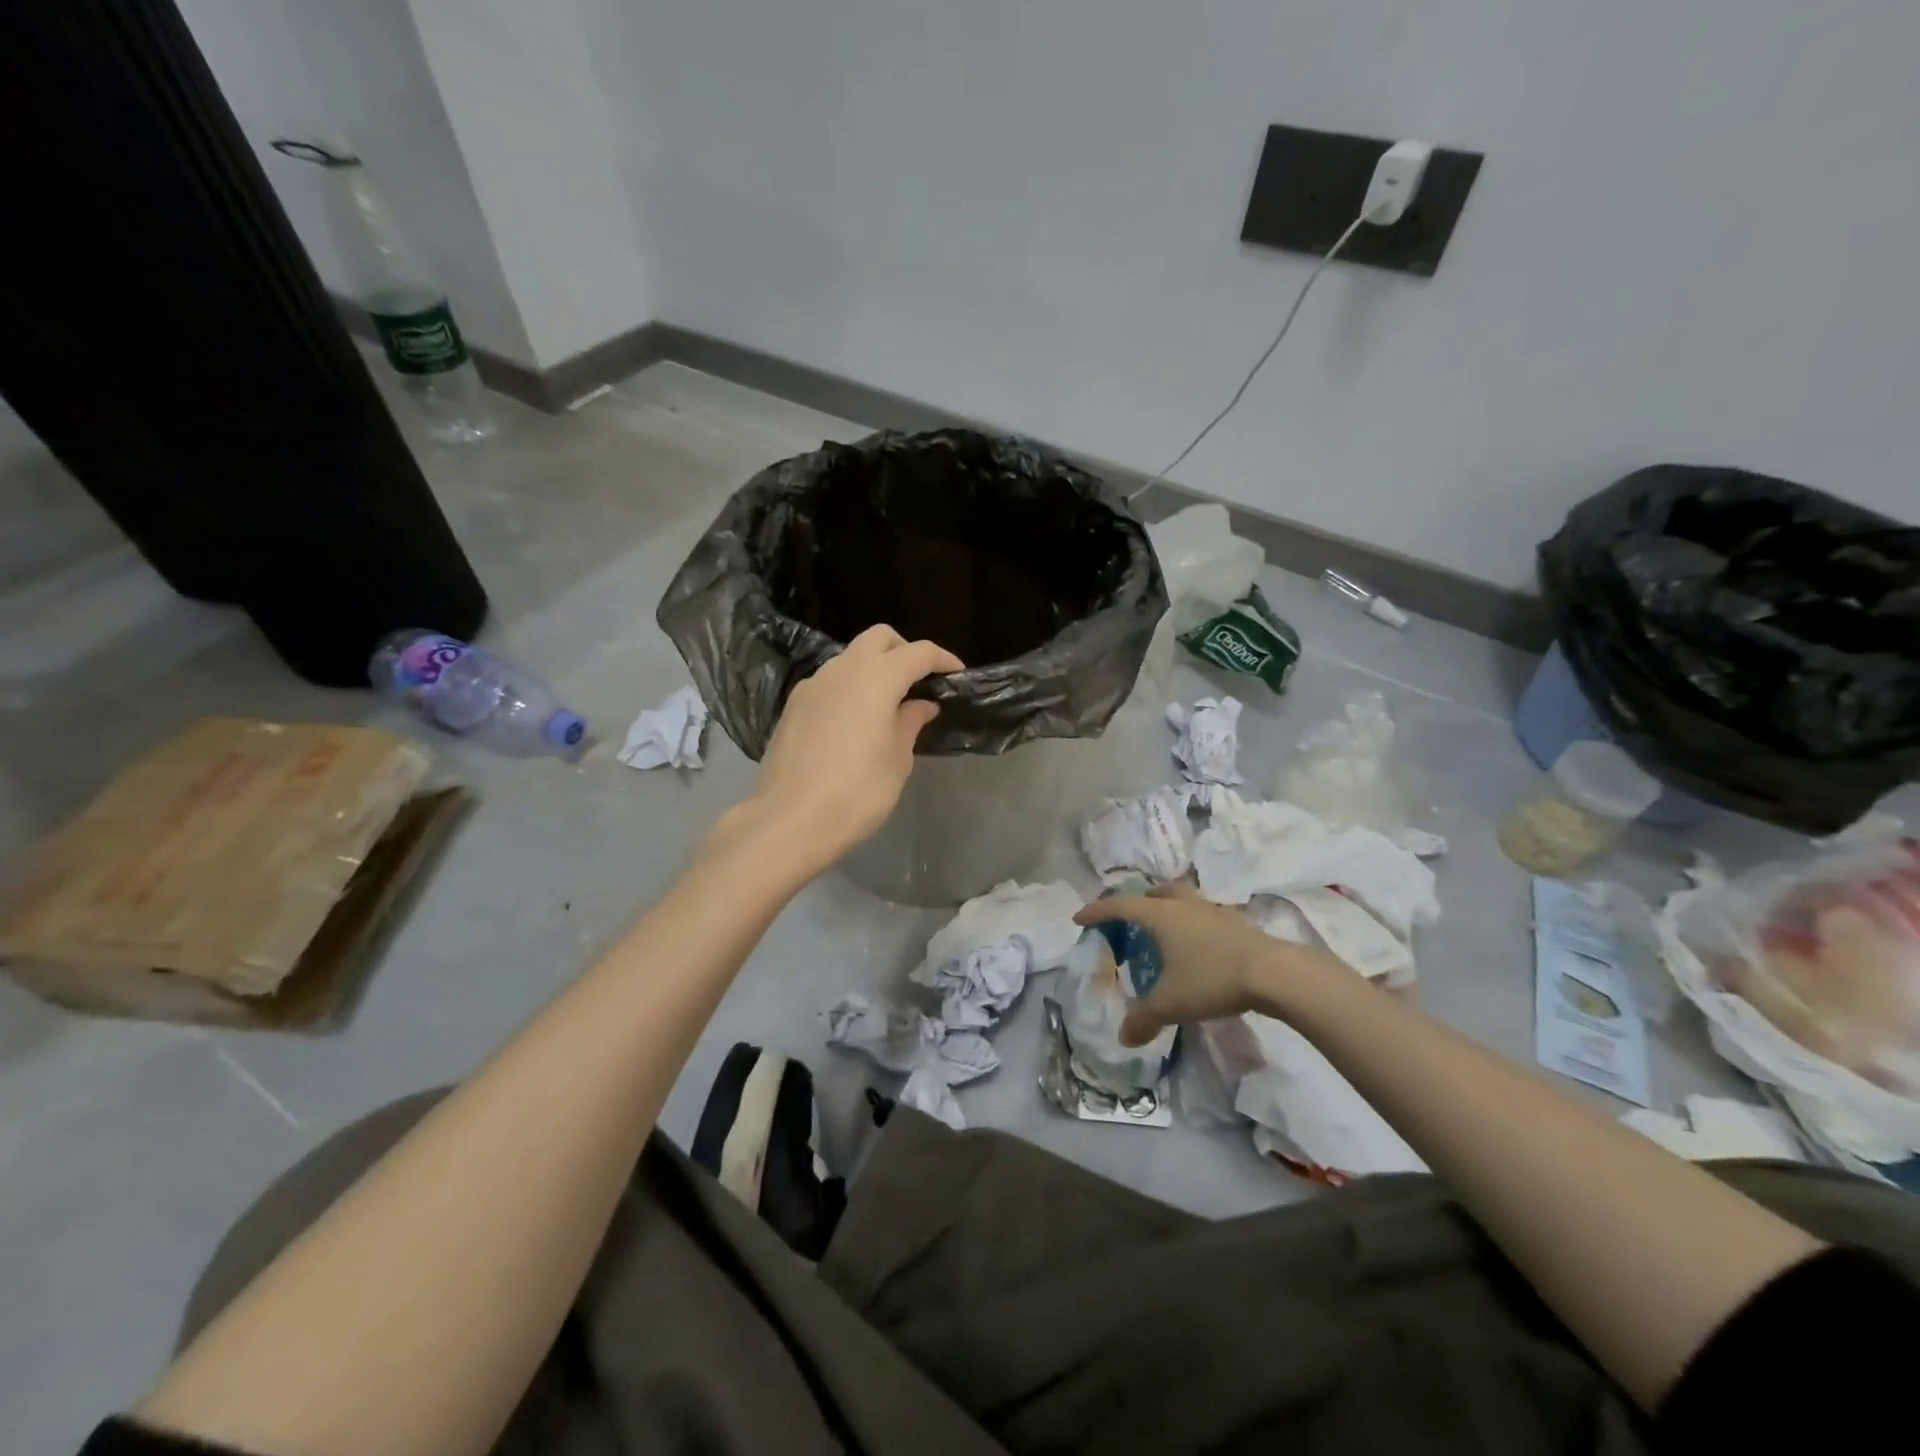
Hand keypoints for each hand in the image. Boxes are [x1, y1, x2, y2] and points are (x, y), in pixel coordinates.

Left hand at [728, 625, 963, 870]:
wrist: (790, 820)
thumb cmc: (857, 791)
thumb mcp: (897, 759)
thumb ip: (910, 722)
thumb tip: (920, 704)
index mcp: (876, 677)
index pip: (918, 652)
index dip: (942, 659)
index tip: (957, 674)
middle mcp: (842, 669)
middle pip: (879, 638)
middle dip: (905, 651)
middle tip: (920, 683)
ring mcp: (812, 684)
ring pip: (850, 657)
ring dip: (874, 669)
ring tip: (888, 706)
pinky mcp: (793, 705)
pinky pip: (829, 682)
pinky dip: (849, 688)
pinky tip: (855, 721)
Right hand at [1073, 883, 1349, 1045]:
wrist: (1274, 973)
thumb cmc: (1213, 979)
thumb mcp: (1173, 1003)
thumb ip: (1144, 1018)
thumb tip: (1123, 1037)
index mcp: (1160, 915)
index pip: (1119, 906)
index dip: (1097, 911)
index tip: (1080, 918)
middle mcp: (1183, 906)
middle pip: (1154, 892)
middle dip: (1136, 902)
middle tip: (1128, 919)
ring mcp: (1211, 910)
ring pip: (1181, 899)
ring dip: (1166, 908)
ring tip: (1163, 930)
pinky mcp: (1235, 922)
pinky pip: (1202, 914)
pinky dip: (1191, 923)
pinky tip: (1197, 946)